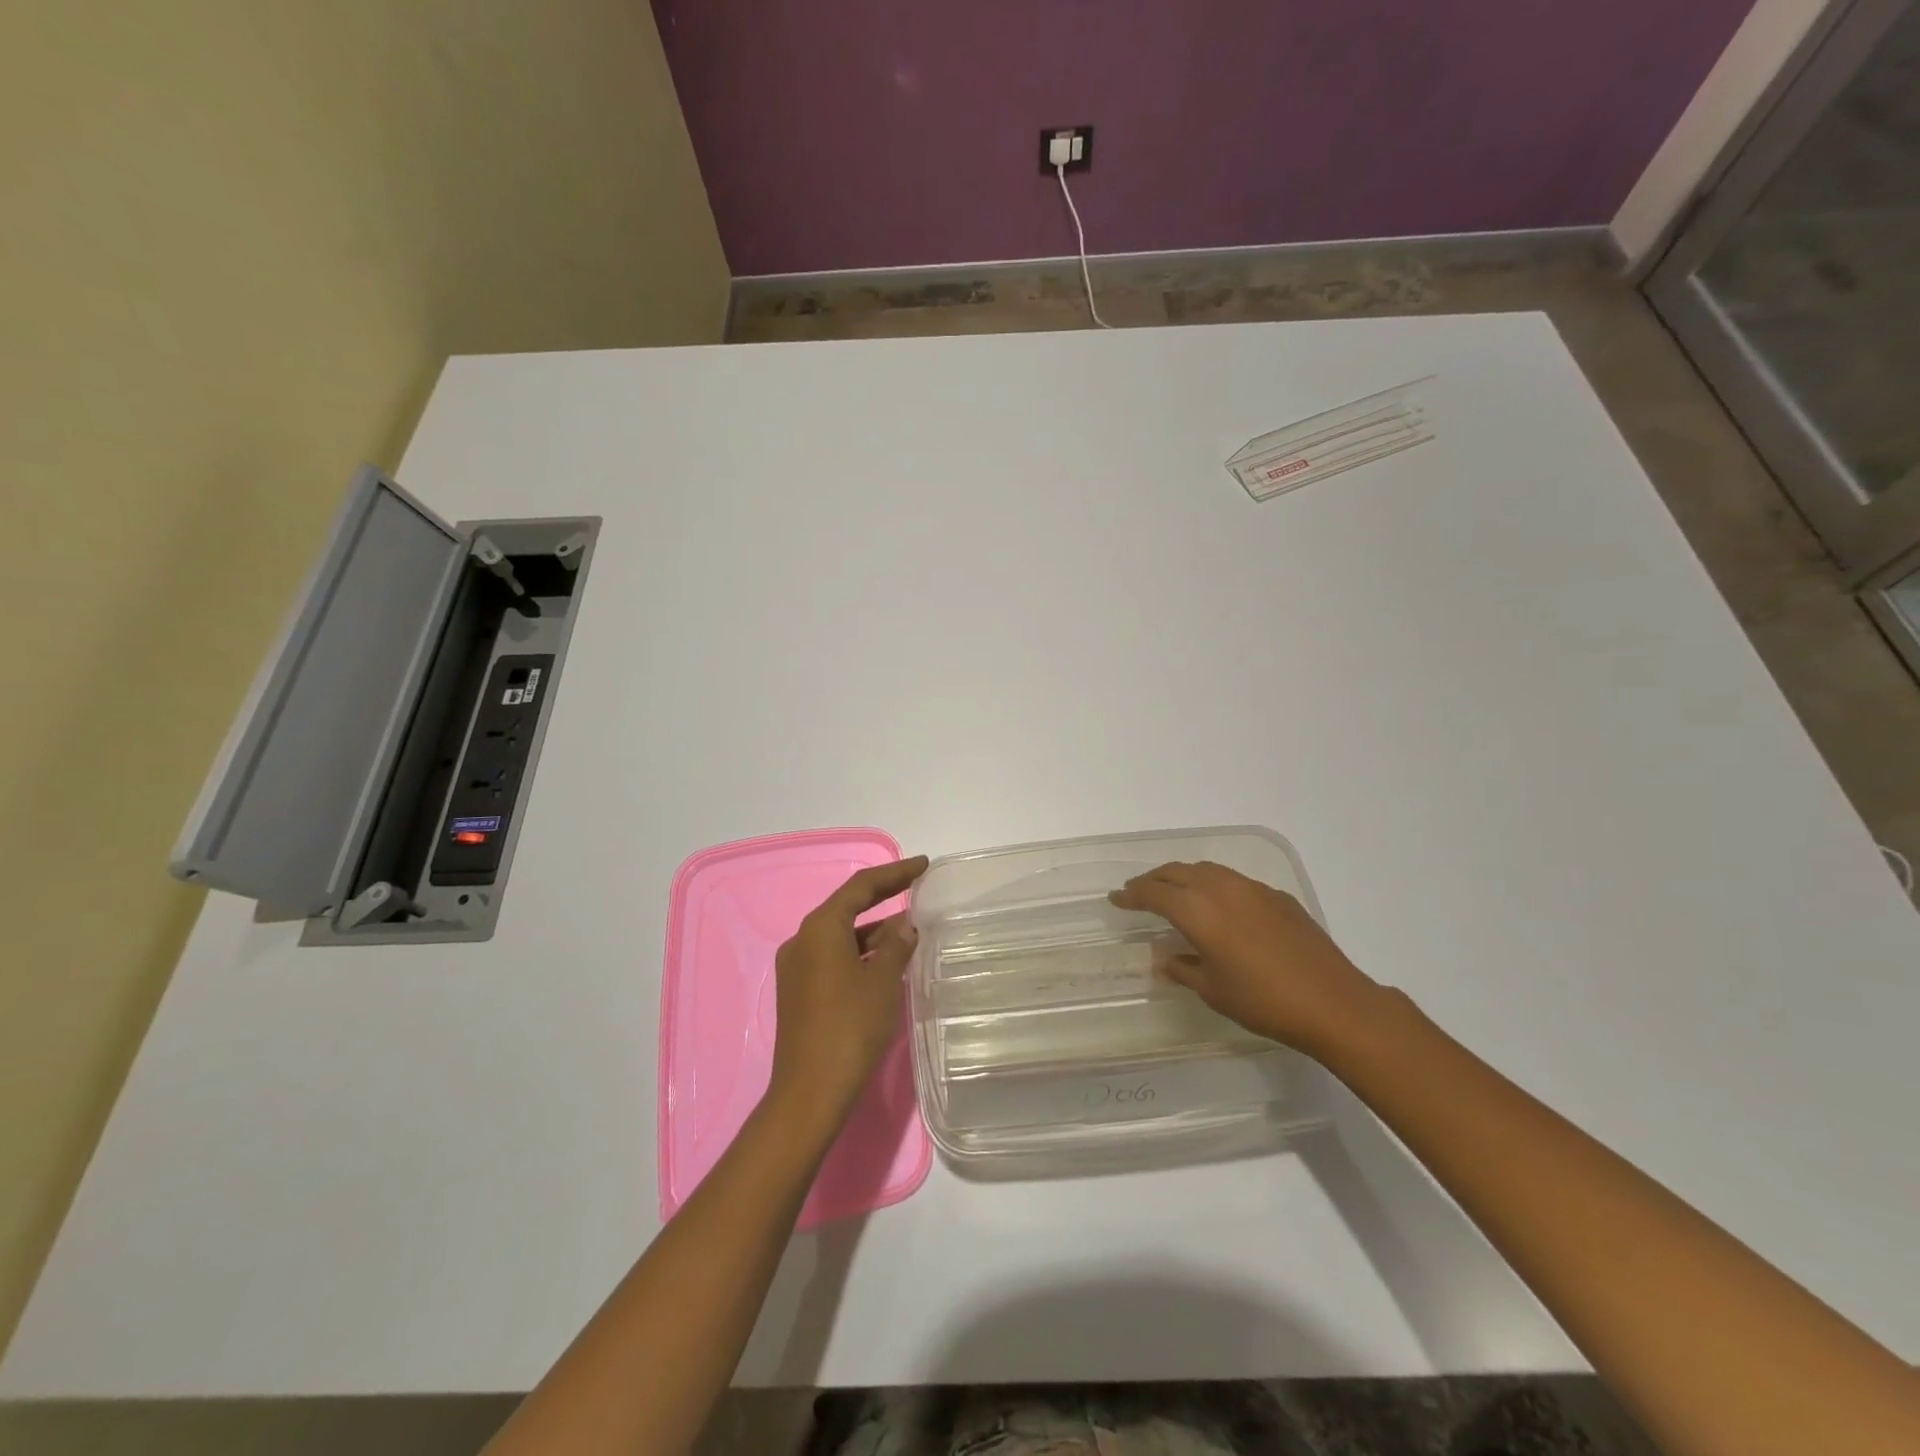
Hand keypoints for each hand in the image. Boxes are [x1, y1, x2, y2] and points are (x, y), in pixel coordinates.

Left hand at [767, 855, 929, 1126]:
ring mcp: (797, 967)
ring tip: (910, 931)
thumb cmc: (850, 1027)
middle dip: (883, 899)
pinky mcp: (798, 992)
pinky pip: (834, 958)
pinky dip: (860, 954)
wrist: (810, 1091)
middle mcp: (802, 940)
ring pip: (841, 936)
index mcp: (820, 928)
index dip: (894, 873)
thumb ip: (896, 946)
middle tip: (917, 889)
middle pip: (847, 908)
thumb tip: (904, 926)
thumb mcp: (882, 981)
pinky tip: (886, 963)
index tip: (923, 865)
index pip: (861, 887)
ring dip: (874, 931)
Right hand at [1110, 860, 1385, 1059]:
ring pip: (1207, 870)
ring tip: (1173, 892)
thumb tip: (1165, 958)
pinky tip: (1218, 906)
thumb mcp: (1213, 991)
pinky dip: (1213, 885)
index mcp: (1198, 911)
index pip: (1154, 893)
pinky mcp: (1277, 896)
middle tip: (1138, 892)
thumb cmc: (1263, 1001)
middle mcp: (1221, 889)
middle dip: (1153, 880)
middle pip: (1177, 871)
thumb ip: (1183, 969)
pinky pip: (1233, 881)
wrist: (1333, 1002)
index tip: (1116, 899)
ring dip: (1183, 876)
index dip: (1131, 895)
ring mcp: (1252, 889)